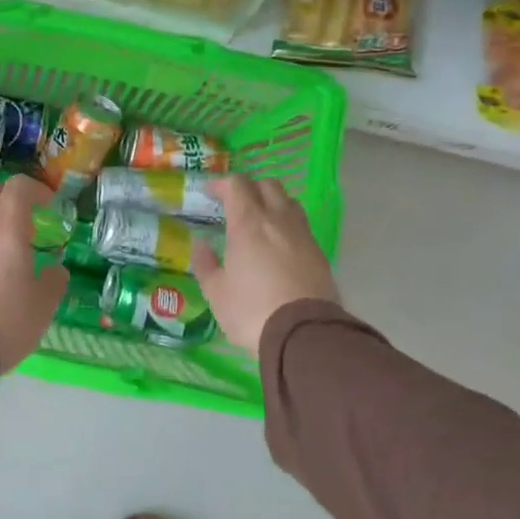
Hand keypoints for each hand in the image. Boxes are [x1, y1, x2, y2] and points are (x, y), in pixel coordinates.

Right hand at [190, 175, 338, 353]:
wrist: (304, 334)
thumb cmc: (251, 309)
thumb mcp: (216, 292)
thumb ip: (205, 263)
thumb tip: (200, 244)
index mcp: (249, 223)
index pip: (237, 185)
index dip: (221, 184)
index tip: (209, 193)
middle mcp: (278, 220)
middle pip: (268, 185)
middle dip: (249, 188)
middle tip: (234, 204)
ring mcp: (303, 235)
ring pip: (289, 202)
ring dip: (271, 203)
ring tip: (258, 221)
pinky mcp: (319, 254)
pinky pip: (301, 226)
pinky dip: (286, 225)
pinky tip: (277, 246)